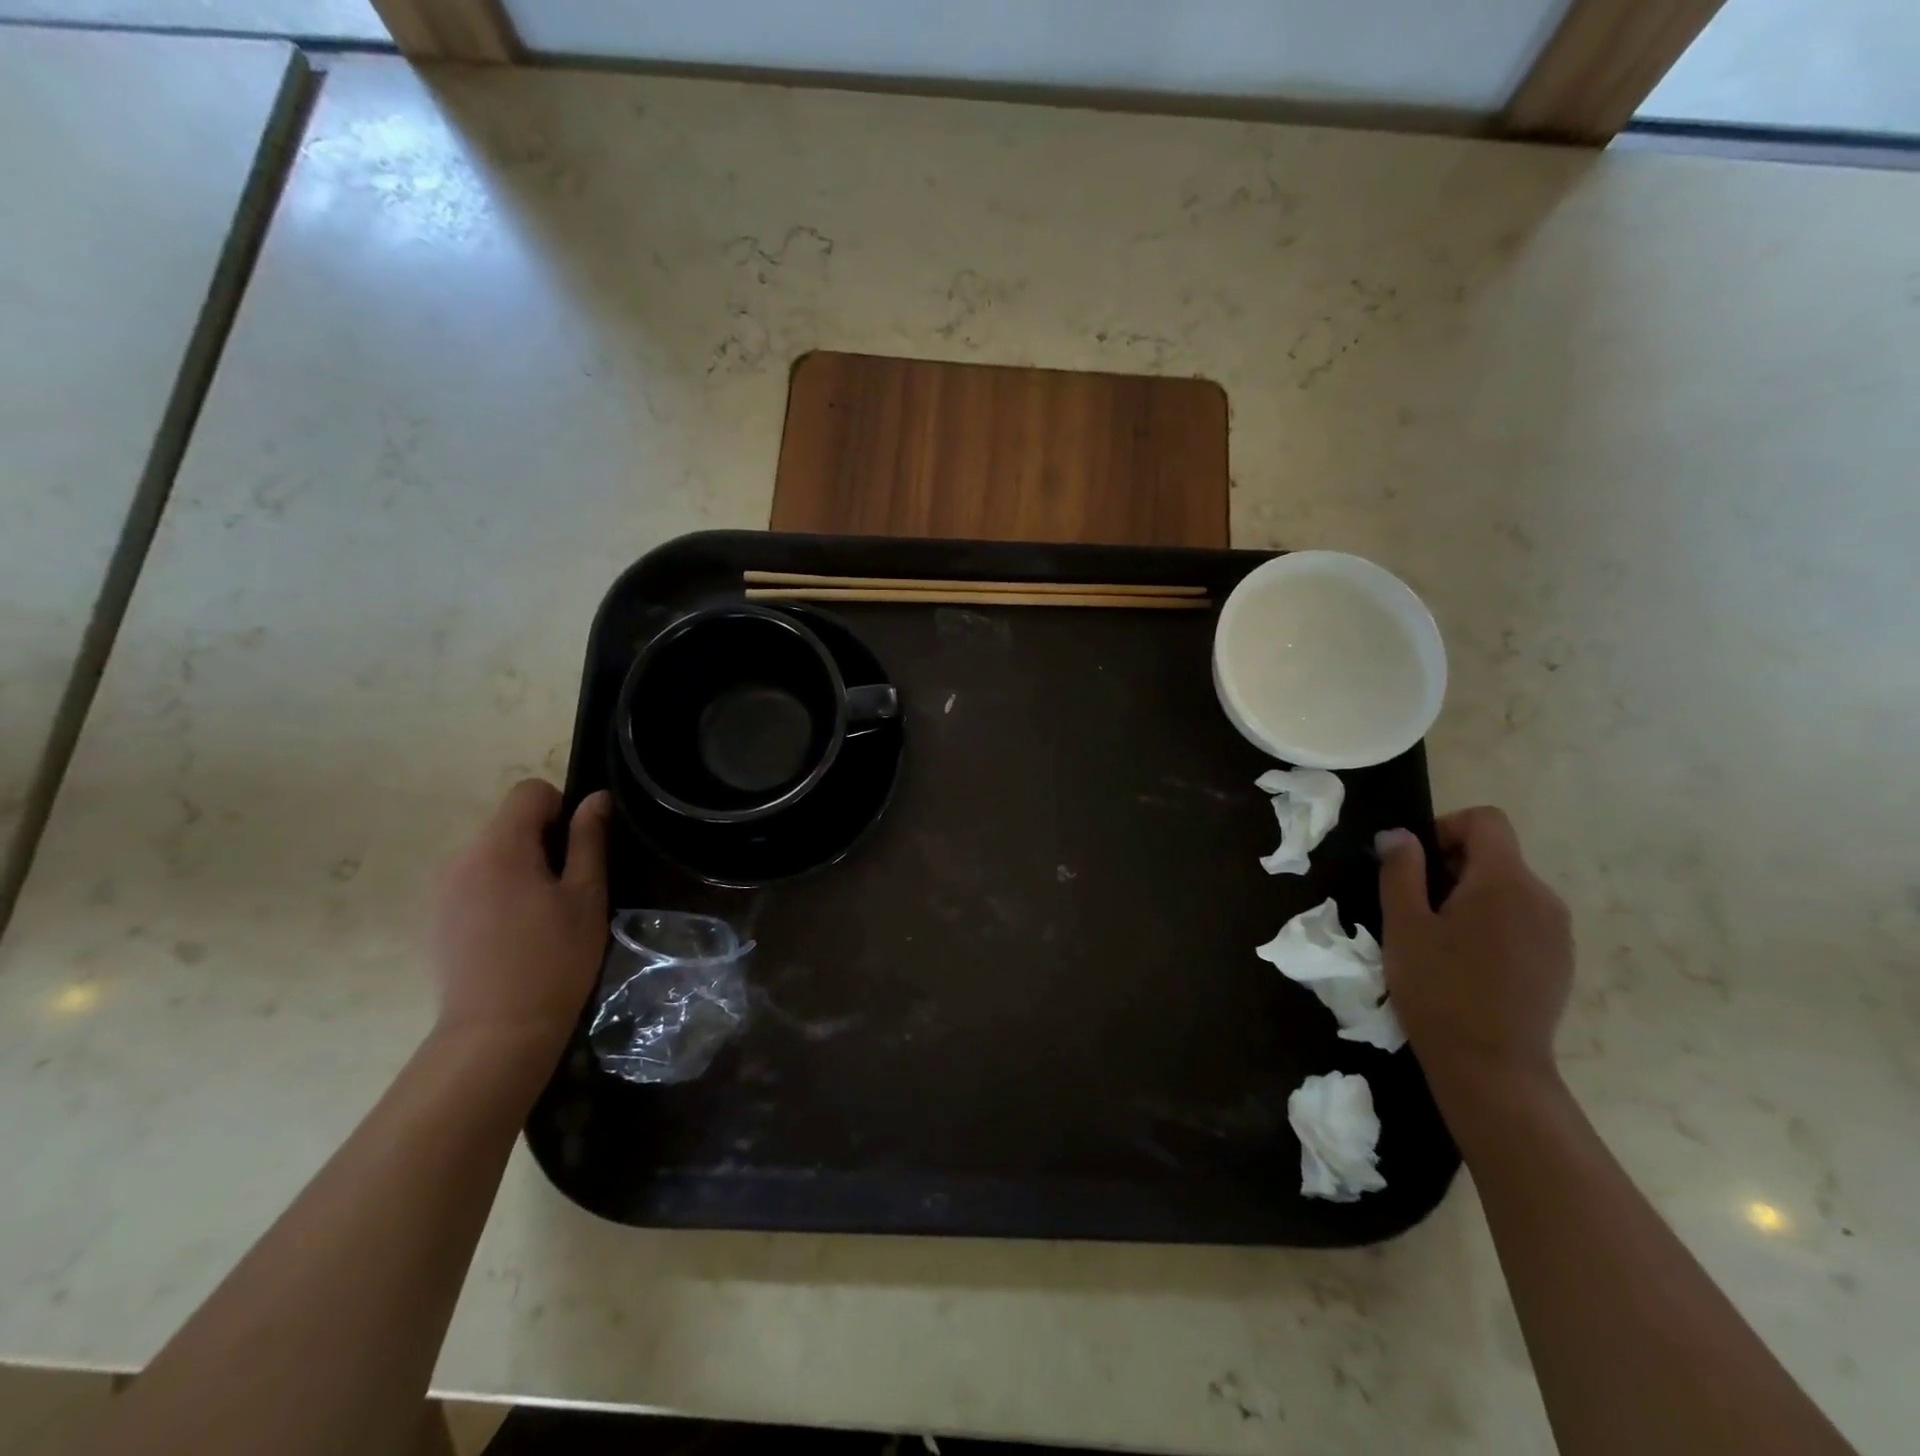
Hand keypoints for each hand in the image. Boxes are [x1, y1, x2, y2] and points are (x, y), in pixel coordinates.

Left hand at [431, 780, 609, 1054]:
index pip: (529, 792)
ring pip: (490, 854)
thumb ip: (589, 841)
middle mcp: (460, 858)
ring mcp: (441, 890)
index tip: (576, 849)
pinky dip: (495, 892)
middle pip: (508, 823)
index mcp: (500, 847)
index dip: (560, 809)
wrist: (496, 1032)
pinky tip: (511, 934)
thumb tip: (596, 799)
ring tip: (539, 916)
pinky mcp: (433, 918)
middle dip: (540, 843)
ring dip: (518, 868)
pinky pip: (472, 883)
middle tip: (566, 890)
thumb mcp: (586, 897)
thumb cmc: (554, 960)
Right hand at [1375, 807, 1573, 1103]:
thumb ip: (1401, 870)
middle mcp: (1542, 897)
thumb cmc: (1438, 989)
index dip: (1445, 829)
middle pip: (1496, 854)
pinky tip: (1468, 964)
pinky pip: (1522, 919)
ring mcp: (1557, 931)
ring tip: (1439, 939)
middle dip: (1452, 867)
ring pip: (1508, 888)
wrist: (1492, 1067)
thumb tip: (1398, 835)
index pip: (1486, 820)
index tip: (1417, 866)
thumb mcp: (1403, 924)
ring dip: (1471, 897)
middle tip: (1417, 908)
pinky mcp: (1559, 960)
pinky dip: (1492, 924)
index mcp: (1505, 881)